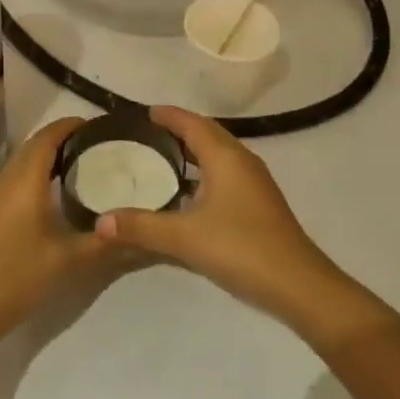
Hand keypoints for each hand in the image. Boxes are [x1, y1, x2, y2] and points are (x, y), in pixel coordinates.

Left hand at [0, 117, 123, 354]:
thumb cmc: (14, 279)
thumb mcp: (66, 262)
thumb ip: (103, 242)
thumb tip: (140, 232)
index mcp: (23, 180)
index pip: (48, 136)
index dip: (72, 125)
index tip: (99, 125)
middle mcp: (3, 179)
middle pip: (34, 145)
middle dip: (63, 139)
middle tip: (97, 146)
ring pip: (21, 163)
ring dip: (48, 158)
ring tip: (81, 168)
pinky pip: (12, 179)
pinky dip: (34, 175)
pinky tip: (52, 197)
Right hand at [94, 106, 367, 338]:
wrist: (299, 285)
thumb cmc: (241, 248)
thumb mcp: (185, 238)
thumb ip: (142, 226)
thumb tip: (100, 221)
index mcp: (225, 157)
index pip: (192, 123)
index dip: (168, 115)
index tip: (144, 113)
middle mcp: (242, 161)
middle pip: (208, 134)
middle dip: (179, 130)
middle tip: (147, 134)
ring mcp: (255, 183)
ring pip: (219, 155)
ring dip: (193, 152)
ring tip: (163, 160)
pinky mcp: (259, 204)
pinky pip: (226, 174)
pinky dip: (204, 173)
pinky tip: (188, 196)